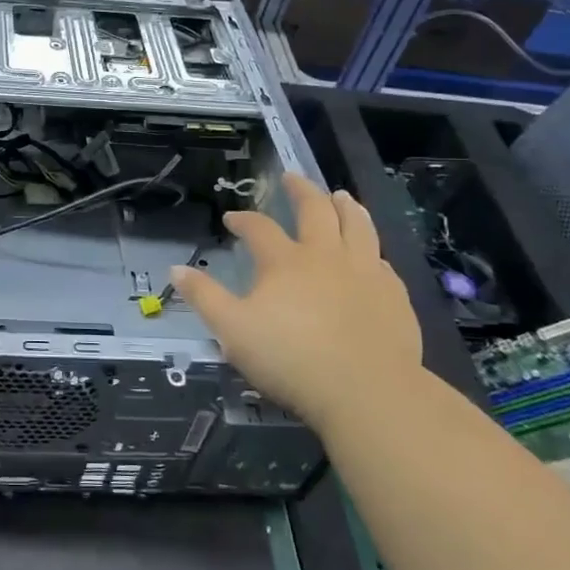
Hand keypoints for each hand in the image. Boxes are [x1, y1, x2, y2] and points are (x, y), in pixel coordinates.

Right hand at [169, 177, 420, 420]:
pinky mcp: (393, 295)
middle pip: (316, 210)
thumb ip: (204, 297)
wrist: (366, 392)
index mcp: (285, 262)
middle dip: (301, 190)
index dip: (243, 220)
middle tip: (291, 177)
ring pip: (358, 226)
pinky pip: (382, 261)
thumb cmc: (291, 359)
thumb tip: (176, 269)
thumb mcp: (233, 331)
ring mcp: (365, 272)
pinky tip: (372, 255)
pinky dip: (372, 249)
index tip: (232, 218)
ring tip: (341, 196)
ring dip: (347, 206)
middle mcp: (326, 256)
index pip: (259, 228)